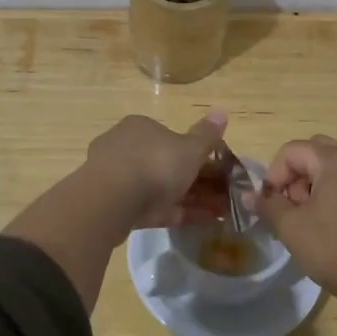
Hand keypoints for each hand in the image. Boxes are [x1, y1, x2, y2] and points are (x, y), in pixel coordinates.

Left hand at [84, 111, 228, 229]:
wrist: (112, 201)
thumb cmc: (155, 164)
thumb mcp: (189, 148)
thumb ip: (206, 135)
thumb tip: (221, 112)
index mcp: (141, 127)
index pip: (172, 137)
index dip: (198, 154)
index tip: (219, 170)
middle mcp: (126, 147)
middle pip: (167, 164)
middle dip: (198, 181)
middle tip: (224, 197)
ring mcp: (118, 178)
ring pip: (161, 188)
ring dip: (192, 199)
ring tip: (221, 214)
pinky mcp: (116, 206)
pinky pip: (153, 207)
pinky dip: (178, 213)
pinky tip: (203, 223)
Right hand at [256, 134, 336, 335]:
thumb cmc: (334, 248)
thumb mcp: (291, 227)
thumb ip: (268, 205)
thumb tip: (249, 196)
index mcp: (336, 159)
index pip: (292, 150)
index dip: (274, 174)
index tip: (270, 203)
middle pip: (315, 152)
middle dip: (295, 174)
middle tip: (290, 206)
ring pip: (333, 166)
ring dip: (313, 183)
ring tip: (307, 217)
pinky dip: (333, 190)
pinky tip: (328, 221)